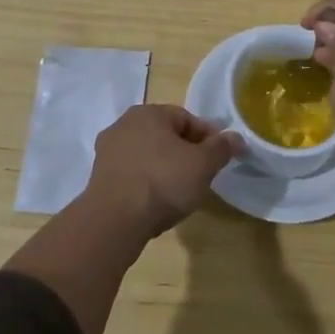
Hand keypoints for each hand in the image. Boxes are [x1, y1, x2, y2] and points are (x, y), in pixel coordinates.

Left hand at [85, 104, 241, 239]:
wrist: (114, 221)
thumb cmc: (163, 182)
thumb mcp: (203, 165)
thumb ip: (221, 148)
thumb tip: (236, 137)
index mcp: (149, 112)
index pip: (187, 118)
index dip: (208, 138)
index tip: (220, 159)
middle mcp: (124, 124)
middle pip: (165, 136)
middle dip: (185, 153)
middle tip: (201, 176)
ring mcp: (107, 151)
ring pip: (147, 155)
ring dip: (164, 169)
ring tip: (179, 193)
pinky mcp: (98, 177)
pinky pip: (132, 174)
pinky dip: (146, 184)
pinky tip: (155, 204)